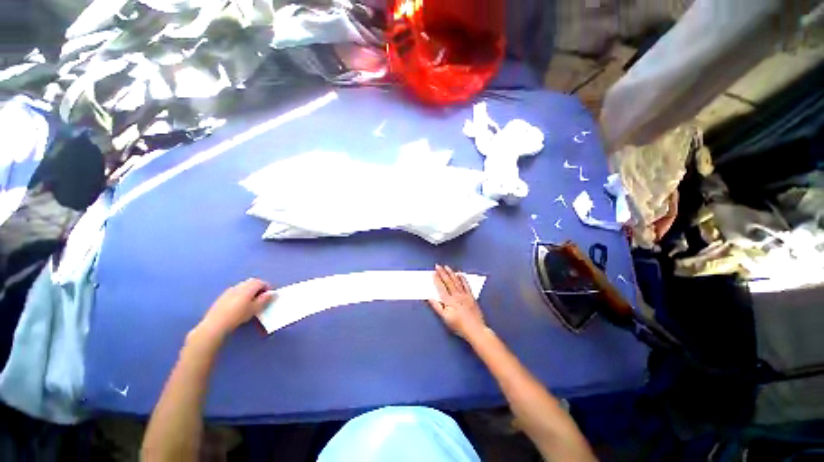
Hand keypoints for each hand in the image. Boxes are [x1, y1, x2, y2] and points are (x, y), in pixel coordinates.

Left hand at [200, 279, 273, 336]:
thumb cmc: (238, 315)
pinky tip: (240, 303)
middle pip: (252, 281)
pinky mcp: (223, 295)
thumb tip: (271, 293)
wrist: (216, 323)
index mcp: (248, 288)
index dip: (267, 287)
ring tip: (251, 300)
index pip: (261, 282)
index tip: (269, 295)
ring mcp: (230, 290)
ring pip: (243, 285)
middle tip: (261, 296)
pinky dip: (242, 293)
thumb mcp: (255, 309)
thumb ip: (264, 299)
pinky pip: (236, 290)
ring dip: (250, 289)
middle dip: (259, 286)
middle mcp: (239, 286)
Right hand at [428, 265, 486, 339]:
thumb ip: (437, 307)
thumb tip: (430, 298)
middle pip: (448, 282)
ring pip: (456, 281)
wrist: (475, 330)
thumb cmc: (459, 325)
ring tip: (447, 267)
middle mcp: (456, 295)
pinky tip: (460, 274)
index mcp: (449, 301)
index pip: (441, 287)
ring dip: (451, 273)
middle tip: (438, 266)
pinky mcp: (471, 296)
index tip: (433, 273)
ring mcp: (464, 295)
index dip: (437, 279)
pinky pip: (466, 285)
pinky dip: (463, 279)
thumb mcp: (445, 318)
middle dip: (442, 273)